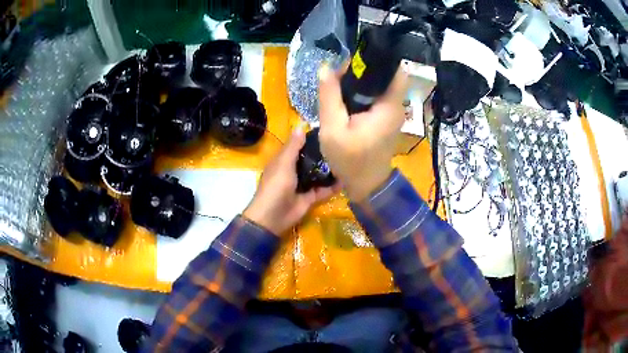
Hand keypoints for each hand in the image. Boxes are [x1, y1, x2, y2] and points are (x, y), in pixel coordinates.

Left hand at [243, 129, 339, 234]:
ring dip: (329, 170)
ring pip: (318, 175)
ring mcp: (302, 185)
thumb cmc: (276, 186)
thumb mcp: (283, 163)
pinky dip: (332, 187)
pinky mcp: (310, 198)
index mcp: (284, 161)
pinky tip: (346, 180)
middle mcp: (293, 171)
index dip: (310, 140)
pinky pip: (323, 190)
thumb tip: (300, 126)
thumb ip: (293, 147)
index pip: (298, 146)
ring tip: (347, 160)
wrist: (273, 216)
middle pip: (310, 160)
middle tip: (342, 145)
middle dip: (323, 155)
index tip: (327, 131)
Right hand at [318, 64, 408, 201]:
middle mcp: (396, 105)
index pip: (396, 69)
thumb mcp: (333, 129)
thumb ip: (329, 96)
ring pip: (381, 84)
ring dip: (363, 78)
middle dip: (365, 66)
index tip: (358, 51)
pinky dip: (365, 90)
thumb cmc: (350, 160)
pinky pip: (378, 95)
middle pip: (386, 74)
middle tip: (341, 65)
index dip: (380, 57)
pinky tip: (347, 92)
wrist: (367, 185)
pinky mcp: (387, 118)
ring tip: (341, 75)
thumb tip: (326, 67)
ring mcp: (393, 112)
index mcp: (389, 105)